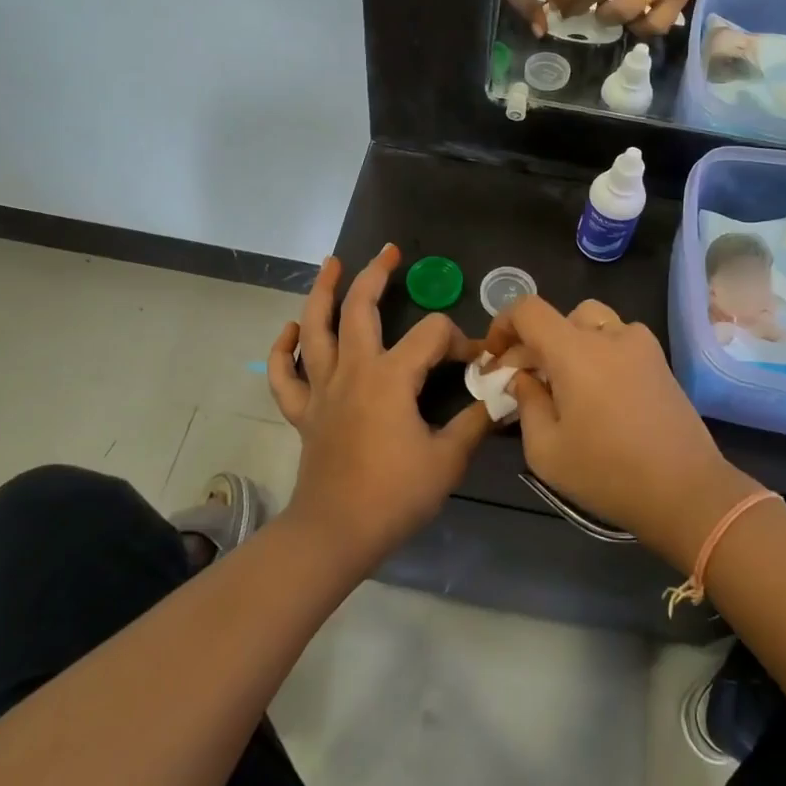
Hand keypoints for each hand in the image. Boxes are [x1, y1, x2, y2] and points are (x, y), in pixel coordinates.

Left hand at [268, 247, 491, 572]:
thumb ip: (476, 421)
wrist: (336, 533)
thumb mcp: (448, 459)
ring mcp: (322, 388)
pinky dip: (282, 349)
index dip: (460, 340)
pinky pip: (284, 375)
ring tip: (331, 264)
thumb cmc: (394, 495)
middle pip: (359, 308)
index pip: (432, 334)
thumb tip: (503, 394)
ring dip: (321, 292)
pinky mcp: (303, 411)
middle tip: (389, 252)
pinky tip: (290, 330)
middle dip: (375, 275)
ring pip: (314, 328)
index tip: (477, 363)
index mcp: (391, 376)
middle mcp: (353, 370)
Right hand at [481, 296, 759, 569]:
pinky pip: (619, 341)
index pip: (528, 309)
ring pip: (593, 324)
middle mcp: (609, 335)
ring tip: (565, 384)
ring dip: (570, 344)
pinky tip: (599, 394)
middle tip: (526, 380)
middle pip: (561, 316)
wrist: (687, 492)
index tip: (495, 357)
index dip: (503, 324)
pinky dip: (599, 353)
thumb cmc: (608, 472)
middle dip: (536, 343)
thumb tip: (522, 377)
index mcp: (575, 350)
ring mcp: (641, 345)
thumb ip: (526, 401)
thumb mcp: (546, 449)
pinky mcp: (661, 362)